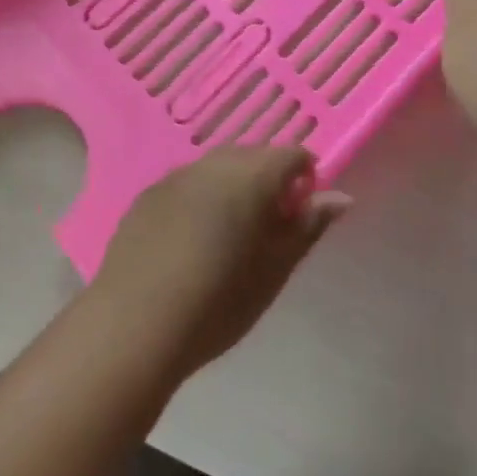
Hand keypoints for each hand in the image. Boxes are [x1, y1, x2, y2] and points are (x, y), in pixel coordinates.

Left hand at [90, 146, 349, 378]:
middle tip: (269, 230)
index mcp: (251, 175)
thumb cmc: (219, 301)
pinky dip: (199, 199)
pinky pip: (186, 185)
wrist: (136, 321)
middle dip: (267, 181)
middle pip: (252, 156)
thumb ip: (308, 227)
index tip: (299, 216)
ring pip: (216, 168)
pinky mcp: (148, 193)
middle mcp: (213, 163)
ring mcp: (176, 175)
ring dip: (231, 188)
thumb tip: (340, 196)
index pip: (291, 154)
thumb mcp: (275, 270)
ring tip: (230, 237)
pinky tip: (190, 242)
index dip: (303, 178)